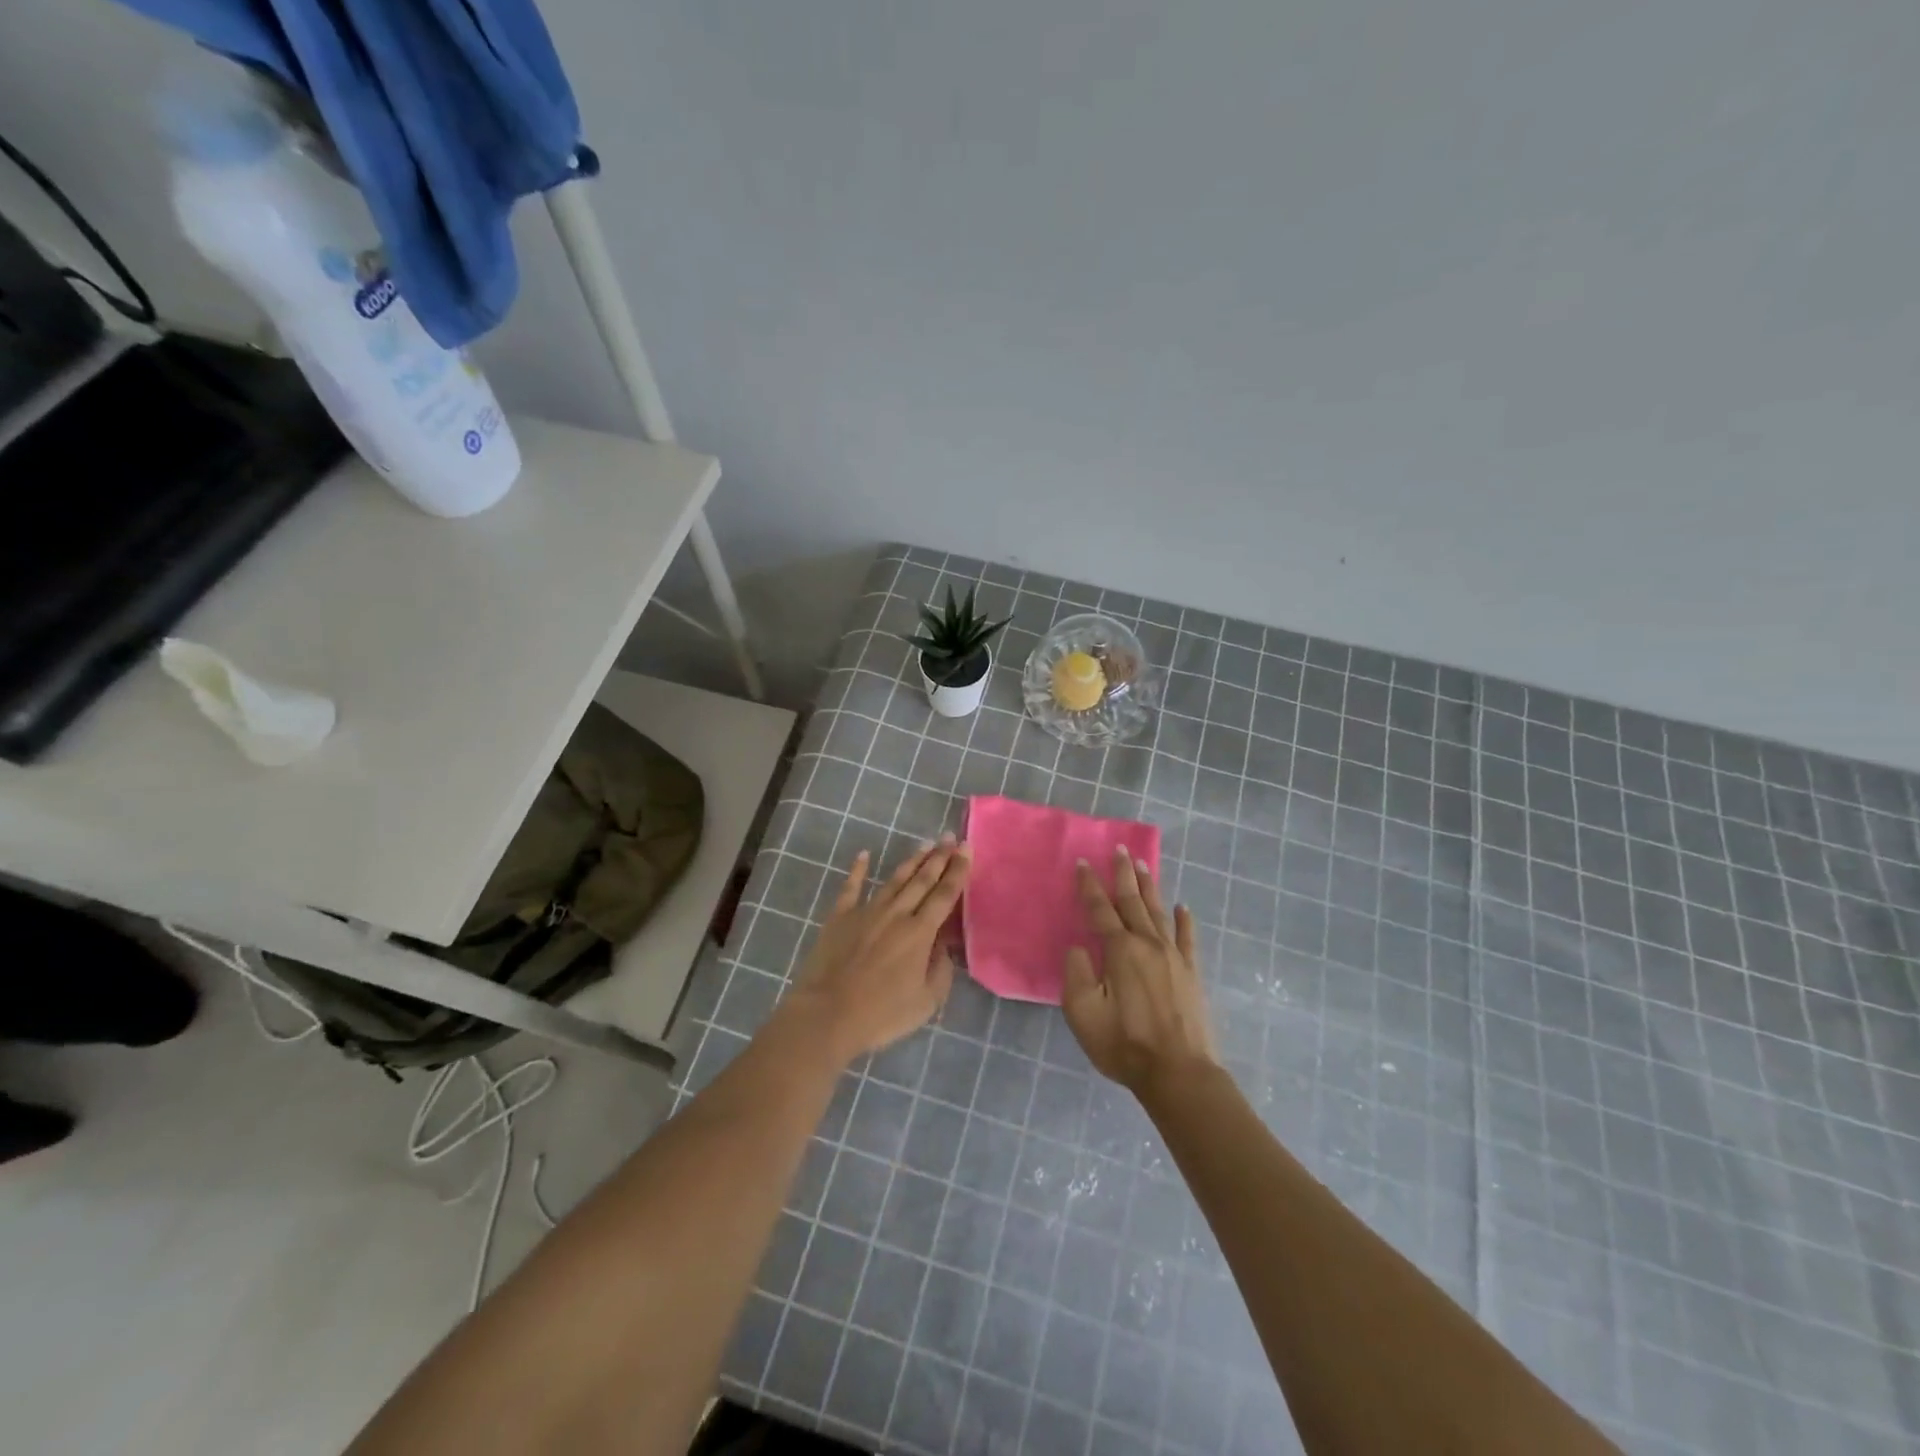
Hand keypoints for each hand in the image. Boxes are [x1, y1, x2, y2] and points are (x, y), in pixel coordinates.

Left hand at [787, 836, 970, 1061]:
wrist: (827, 1015)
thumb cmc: (881, 1014)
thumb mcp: (926, 1002)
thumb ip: (940, 970)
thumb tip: (944, 947)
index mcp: (920, 933)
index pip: (944, 895)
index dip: (958, 870)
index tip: (966, 848)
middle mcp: (896, 914)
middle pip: (922, 880)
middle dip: (939, 857)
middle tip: (950, 837)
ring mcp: (866, 912)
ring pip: (894, 880)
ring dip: (911, 861)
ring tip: (924, 844)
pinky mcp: (839, 918)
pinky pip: (851, 888)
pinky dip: (857, 870)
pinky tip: (863, 855)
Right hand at [1062, 846, 1219, 1098]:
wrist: (1179, 1074)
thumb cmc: (1124, 1044)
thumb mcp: (1083, 1013)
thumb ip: (1077, 974)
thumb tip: (1079, 948)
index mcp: (1119, 950)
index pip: (1100, 909)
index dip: (1089, 885)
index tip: (1083, 862)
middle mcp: (1147, 944)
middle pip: (1132, 901)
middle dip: (1123, 874)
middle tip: (1120, 849)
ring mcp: (1174, 957)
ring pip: (1158, 912)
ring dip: (1149, 887)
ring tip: (1143, 865)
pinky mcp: (1192, 973)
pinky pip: (1187, 938)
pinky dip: (1184, 920)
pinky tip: (1183, 907)